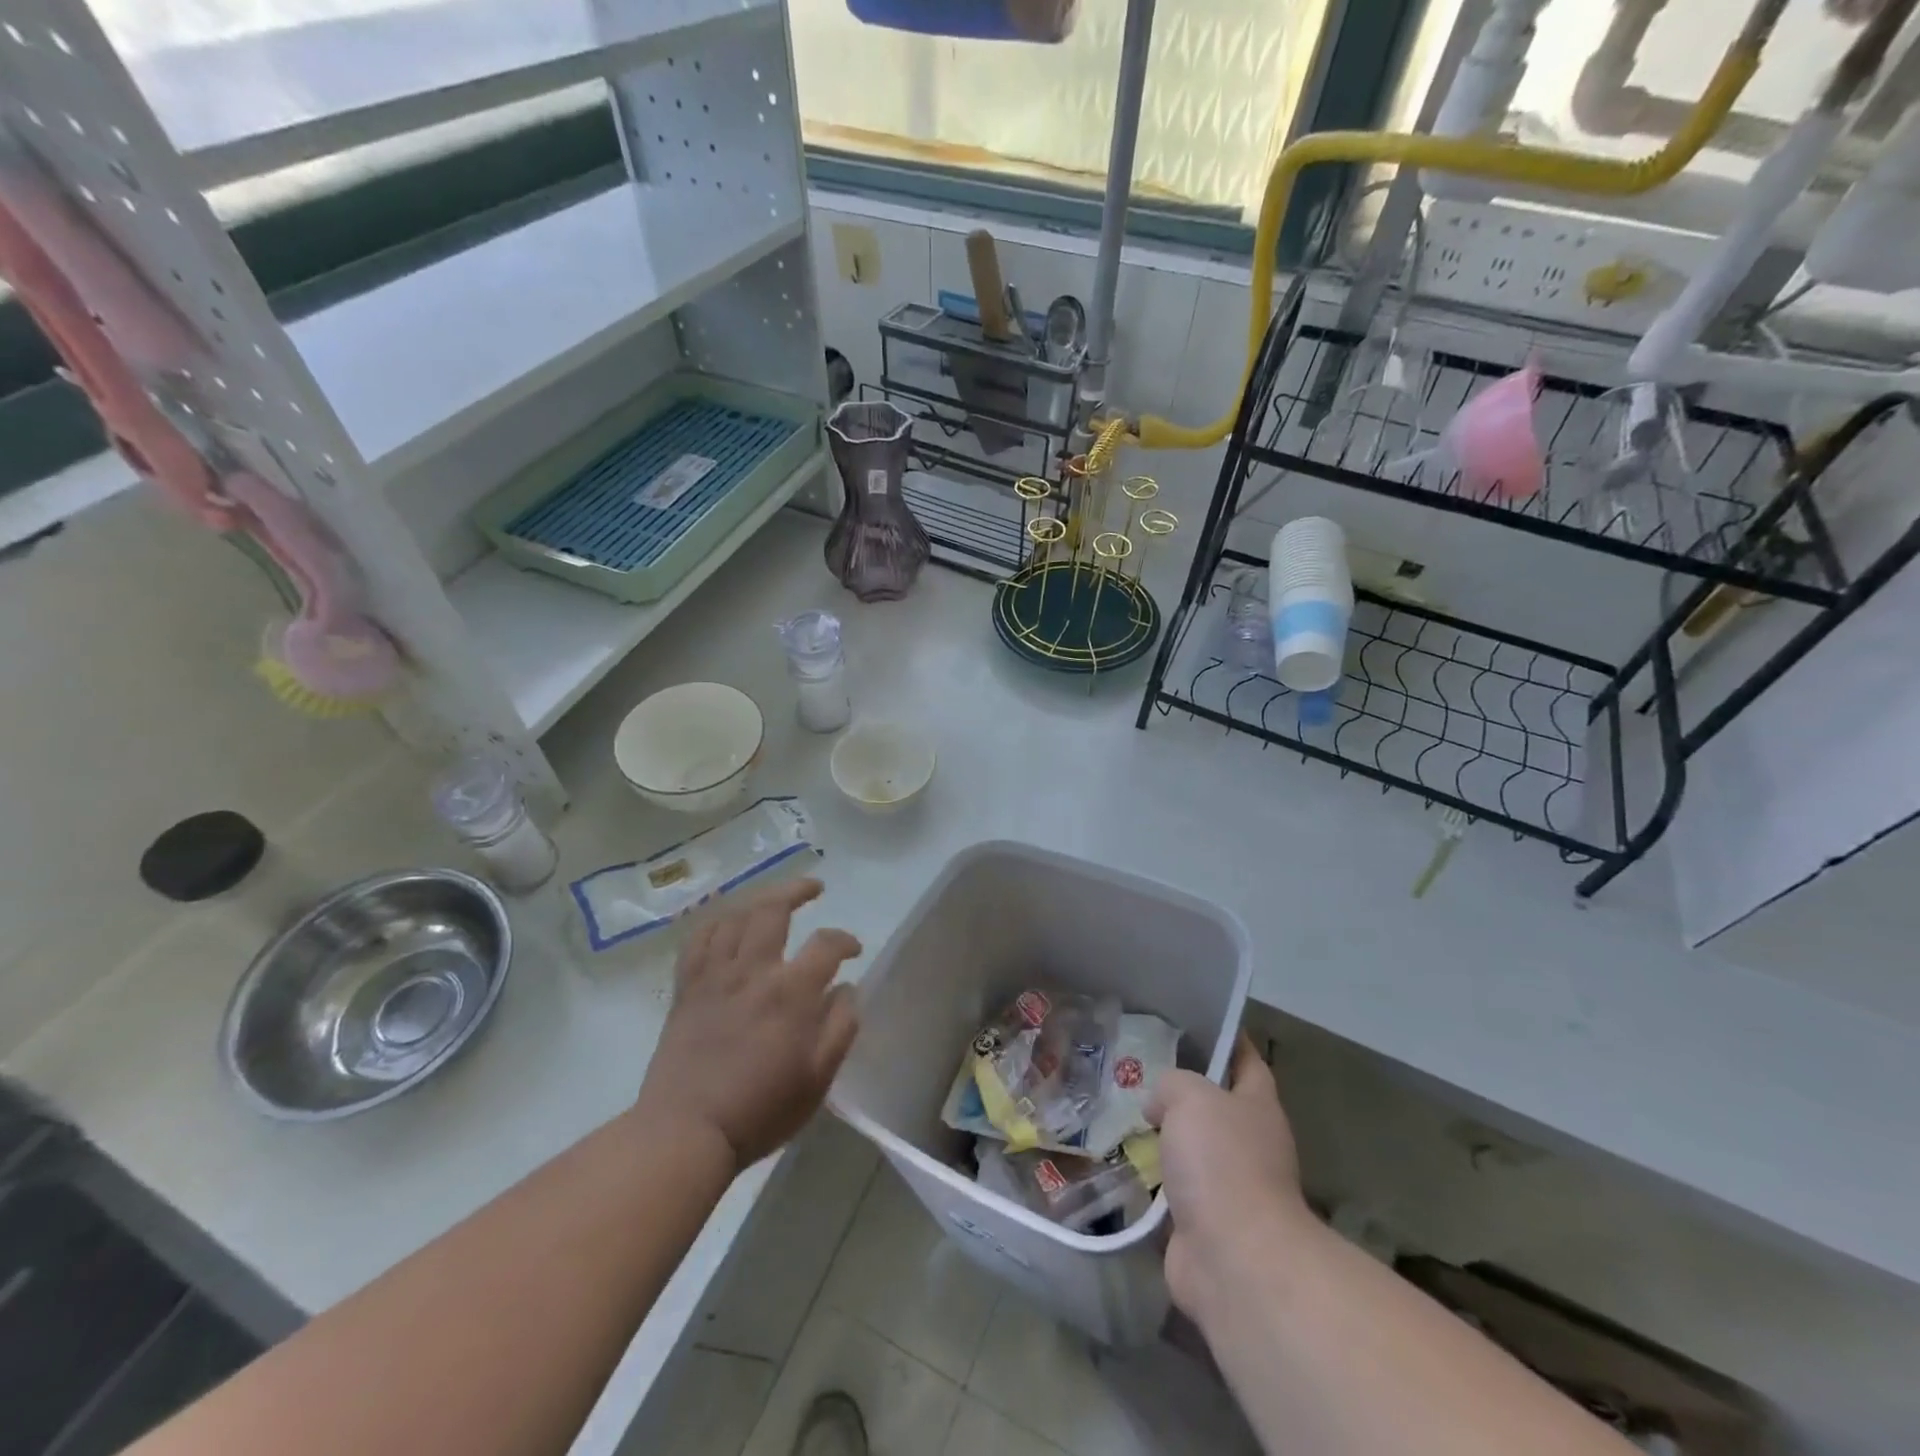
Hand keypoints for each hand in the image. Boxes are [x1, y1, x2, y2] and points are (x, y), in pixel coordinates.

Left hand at [636, 879, 861, 1171]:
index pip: (826, 944)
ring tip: (773, 900)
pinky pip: (699, 939)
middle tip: (814, 888)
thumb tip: (847, 988)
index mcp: (790, 992)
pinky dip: (716, 922)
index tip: (854, 950)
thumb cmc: (760, 1109)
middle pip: (773, 908)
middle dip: (797, 890)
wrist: (686, 1131)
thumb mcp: (817, 1079)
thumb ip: (840, 1027)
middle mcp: (752, 970)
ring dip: (758, 900)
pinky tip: (727, 921)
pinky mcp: (687, 987)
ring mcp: (714, 975)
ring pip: (735, 916)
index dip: (845, 940)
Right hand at [1146, 1034, 1309, 1321]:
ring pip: (1192, 1147)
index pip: (1248, 1061)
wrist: (1233, 1259)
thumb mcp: (1192, 1096)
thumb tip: (1159, 1105)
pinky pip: (1172, 1188)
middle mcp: (1250, 1144)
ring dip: (1165, 1135)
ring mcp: (1228, 1187)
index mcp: (1258, 1107)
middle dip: (1184, 1090)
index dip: (1230, 1040)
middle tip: (1141, 1065)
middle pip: (1217, 1105)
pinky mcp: (1202, 1223)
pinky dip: (1151, 1177)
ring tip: (1123, 1109)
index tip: (1200, 1022)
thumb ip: (1172, 1084)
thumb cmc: (1221, 1162)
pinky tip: (1122, 1159)